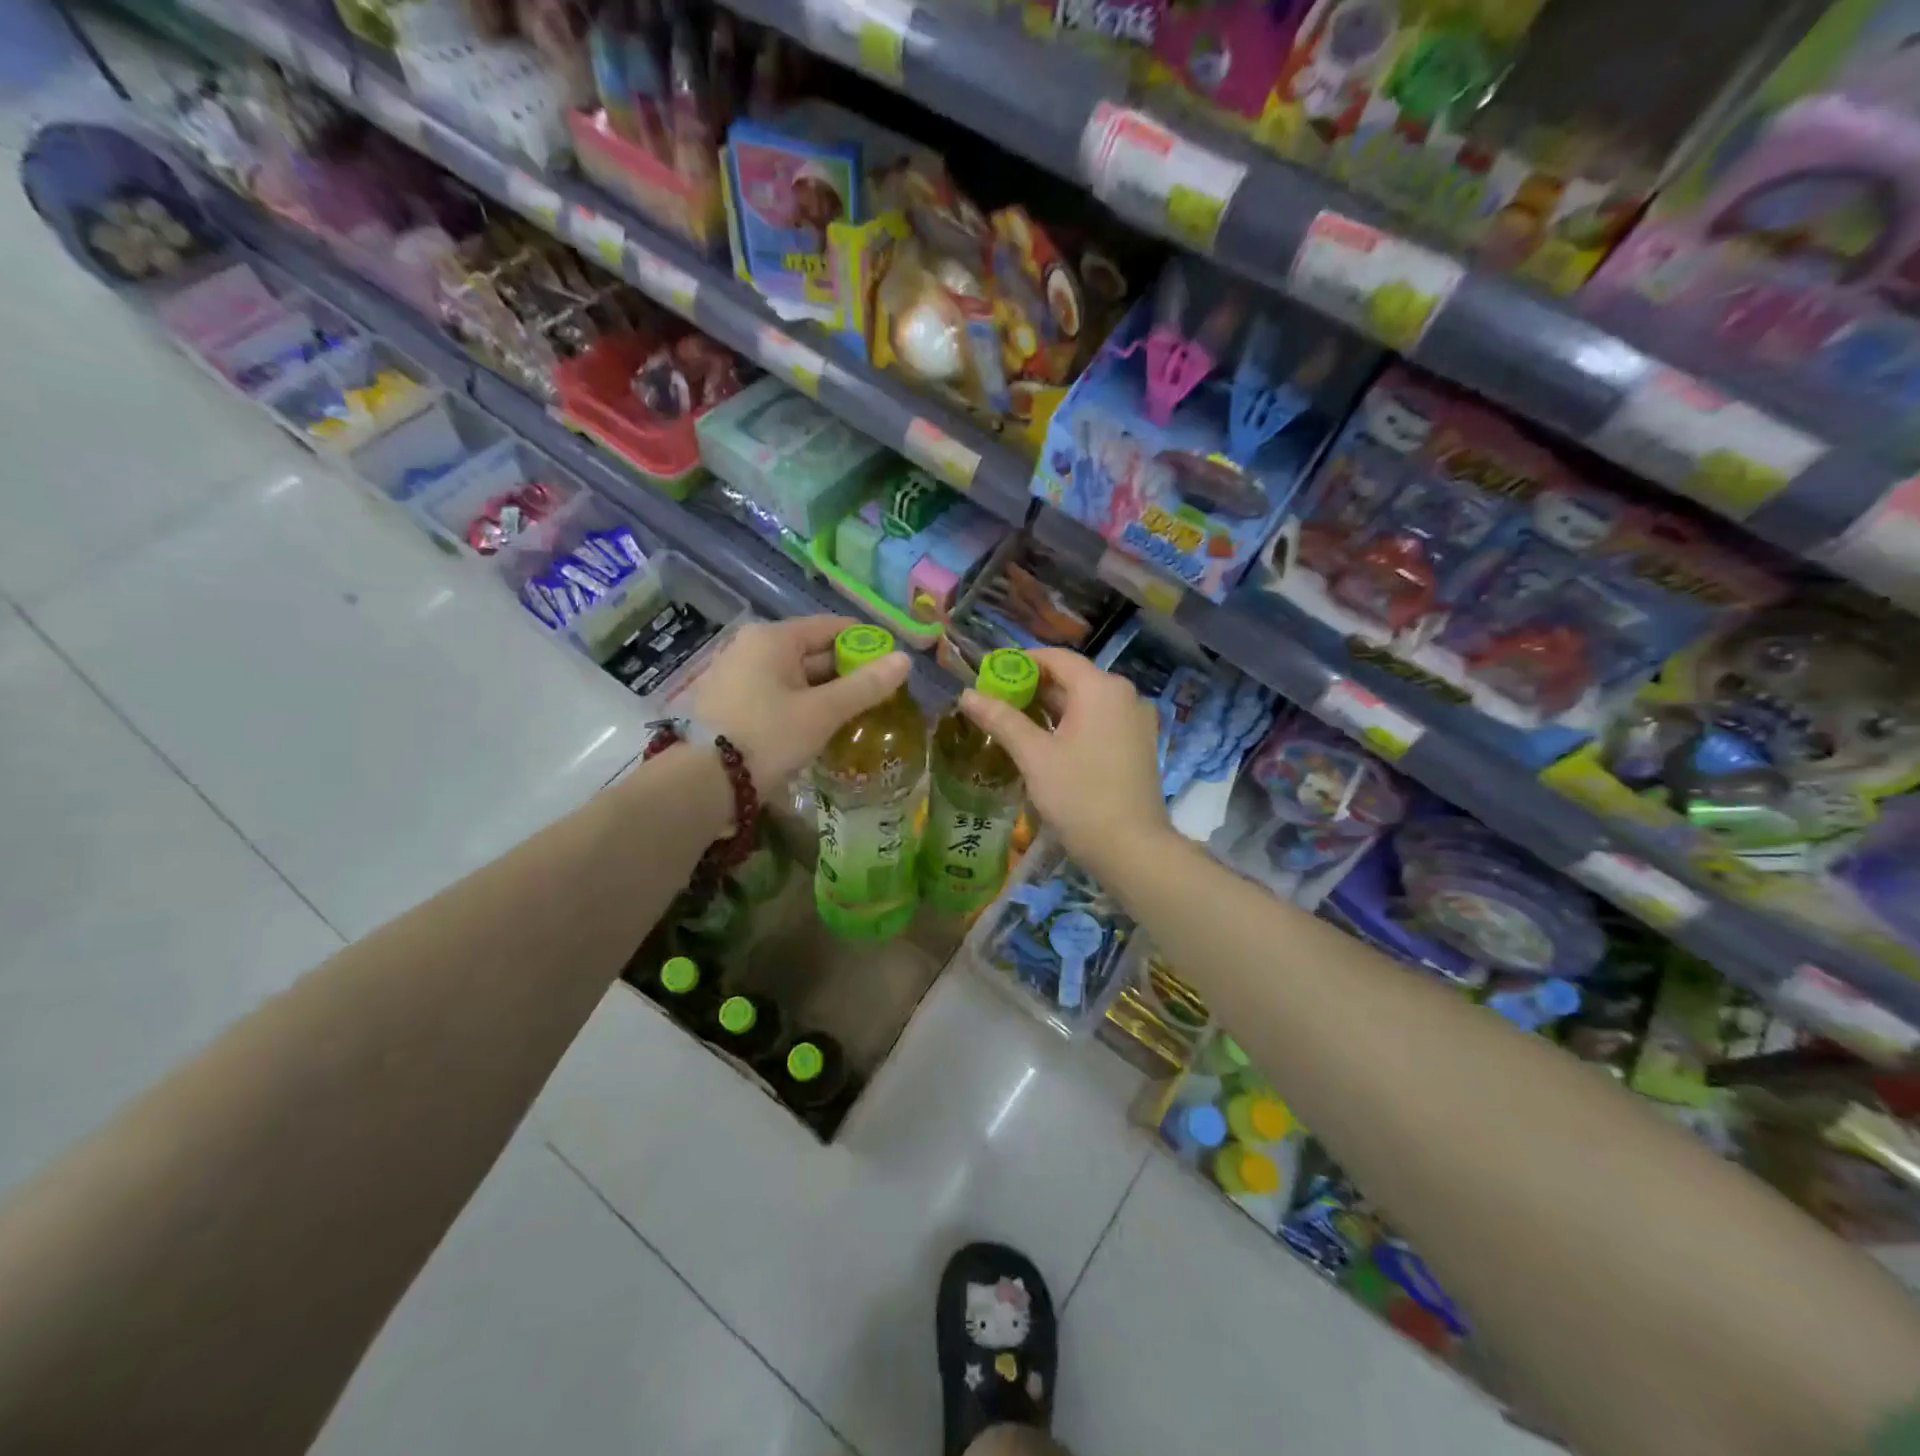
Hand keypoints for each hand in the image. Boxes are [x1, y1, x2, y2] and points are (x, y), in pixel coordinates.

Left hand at [687, 616, 911, 785]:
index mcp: (773, 638)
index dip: (865, 642)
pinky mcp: (728, 703)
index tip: (890, 664)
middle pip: (811, 651)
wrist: (703, 783)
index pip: (830, 626)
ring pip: (794, 676)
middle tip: (878, 695)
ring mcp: (735, 675)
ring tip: (855, 714)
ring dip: (824, 692)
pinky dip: (800, 704)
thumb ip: (865, 686)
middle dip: (846, 671)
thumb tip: (905, 660)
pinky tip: (818, 727)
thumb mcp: (822, 712)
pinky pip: (775, 694)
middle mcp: (750, 647)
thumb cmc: (768, 737)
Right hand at [959, 648, 1170, 871]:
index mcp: (1101, 688)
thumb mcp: (1035, 756)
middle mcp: (1124, 695)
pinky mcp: (1138, 745)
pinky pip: (1100, 722)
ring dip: (1050, 709)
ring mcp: (1136, 721)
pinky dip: (1072, 725)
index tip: (990, 676)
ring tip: (1013, 724)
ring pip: (1086, 703)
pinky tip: (1046, 744)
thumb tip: (966, 695)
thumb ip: (1002, 720)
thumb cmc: (1080, 796)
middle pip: (1072, 679)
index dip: (1021, 662)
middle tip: (995, 703)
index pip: (1056, 658)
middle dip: (1032, 688)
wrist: (1132, 849)